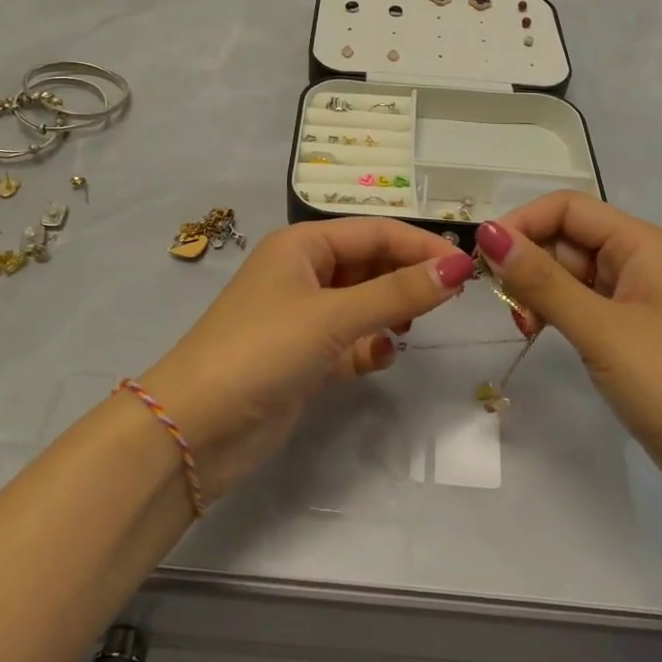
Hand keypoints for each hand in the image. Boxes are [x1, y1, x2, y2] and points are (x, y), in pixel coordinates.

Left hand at [140, 219, 476, 500]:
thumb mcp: (333, 316)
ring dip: (390, 312)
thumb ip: (398, 292)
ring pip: (363, 303)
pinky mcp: (304, 358)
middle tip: (450, 298)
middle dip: (407, 278)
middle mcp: (303, 274)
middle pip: (370, 264)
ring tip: (411, 327)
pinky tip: (381, 357)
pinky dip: (369, 346)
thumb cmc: (262, 351)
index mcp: (302, 246)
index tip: (467, 267)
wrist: (195, 429)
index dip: (421, 246)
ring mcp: (303, 318)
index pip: (375, 232)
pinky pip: (351, 340)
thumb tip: (459, 267)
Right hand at [476, 195, 661, 515]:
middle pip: (566, 238)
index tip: (483, 259)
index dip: (522, 223)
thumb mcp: (599, 328)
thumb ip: (541, 280)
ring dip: (538, 291)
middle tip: (506, 307)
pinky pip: (580, 303)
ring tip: (524, 327)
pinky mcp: (630, 331)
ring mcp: (635, 297)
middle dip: (529, 262)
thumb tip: (487, 233)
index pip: (567, 207)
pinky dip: (555, 312)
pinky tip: (540, 333)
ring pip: (569, 272)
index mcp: (640, 243)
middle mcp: (638, 259)